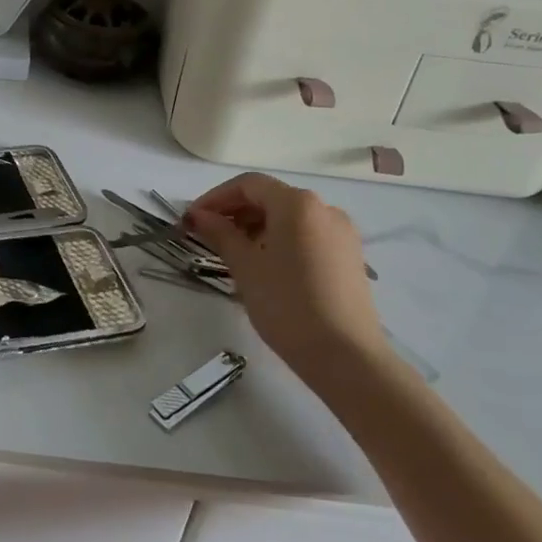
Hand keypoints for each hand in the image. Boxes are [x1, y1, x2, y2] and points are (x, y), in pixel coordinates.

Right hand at [186, 173, 386, 373]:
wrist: (346, 357)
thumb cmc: (287, 305)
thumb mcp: (245, 267)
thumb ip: (220, 233)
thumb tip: (199, 215)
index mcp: (297, 203)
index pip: (248, 185)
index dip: (215, 197)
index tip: (192, 219)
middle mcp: (324, 209)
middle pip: (270, 197)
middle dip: (235, 211)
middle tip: (207, 235)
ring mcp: (342, 233)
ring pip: (289, 217)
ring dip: (256, 226)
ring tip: (232, 252)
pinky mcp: (350, 257)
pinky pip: (307, 235)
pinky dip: (280, 239)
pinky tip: (265, 265)